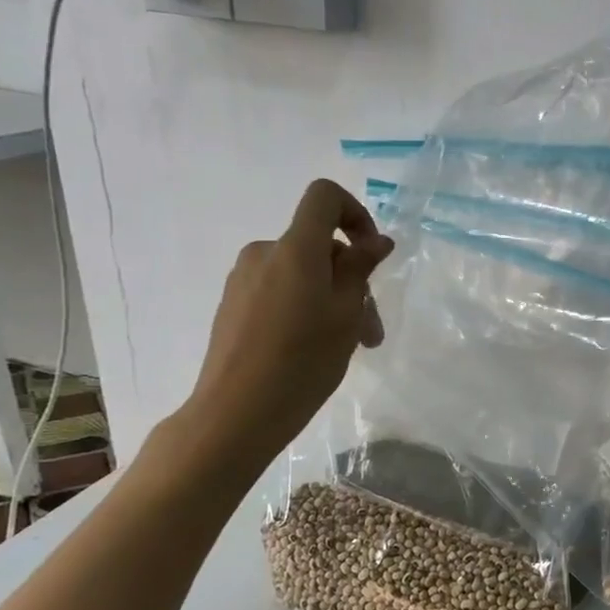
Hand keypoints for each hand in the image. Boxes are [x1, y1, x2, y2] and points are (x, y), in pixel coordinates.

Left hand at [181, 180, 392, 466]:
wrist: (236, 413)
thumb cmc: (303, 362)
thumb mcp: (346, 315)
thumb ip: (361, 270)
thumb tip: (376, 240)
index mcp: (295, 248)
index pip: (325, 197)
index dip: (356, 214)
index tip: (372, 255)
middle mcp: (265, 253)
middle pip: (319, 245)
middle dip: (352, 280)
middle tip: (371, 331)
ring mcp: (244, 280)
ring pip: (303, 274)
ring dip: (333, 300)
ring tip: (350, 347)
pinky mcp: (234, 305)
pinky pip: (281, 291)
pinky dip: (306, 309)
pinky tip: (314, 350)